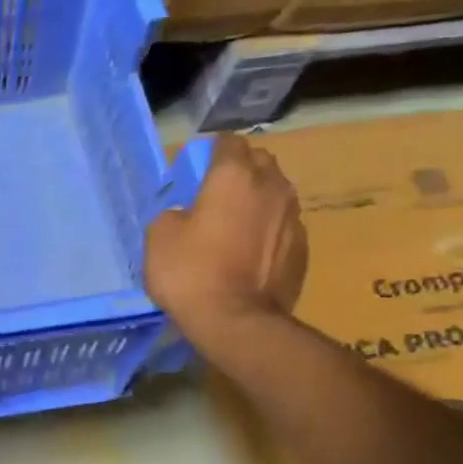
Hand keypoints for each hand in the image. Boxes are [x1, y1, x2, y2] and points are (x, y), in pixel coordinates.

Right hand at [144, 134, 307, 339]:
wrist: (237, 321)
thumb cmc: (190, 272)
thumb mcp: (159, 236)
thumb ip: (174, 213)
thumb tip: (187, 215)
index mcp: (234, 176)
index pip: (228, 142)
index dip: (212, 151)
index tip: (198, 168)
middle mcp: (271, 186)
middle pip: (260, 161)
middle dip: (241, 169)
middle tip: (216, 193)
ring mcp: (293, 217)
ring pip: (276, 192)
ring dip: (257, 199)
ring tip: (236, 223)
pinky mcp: (303, 248)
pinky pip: (283, 225)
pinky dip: (268, 230)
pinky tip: (251, 252)